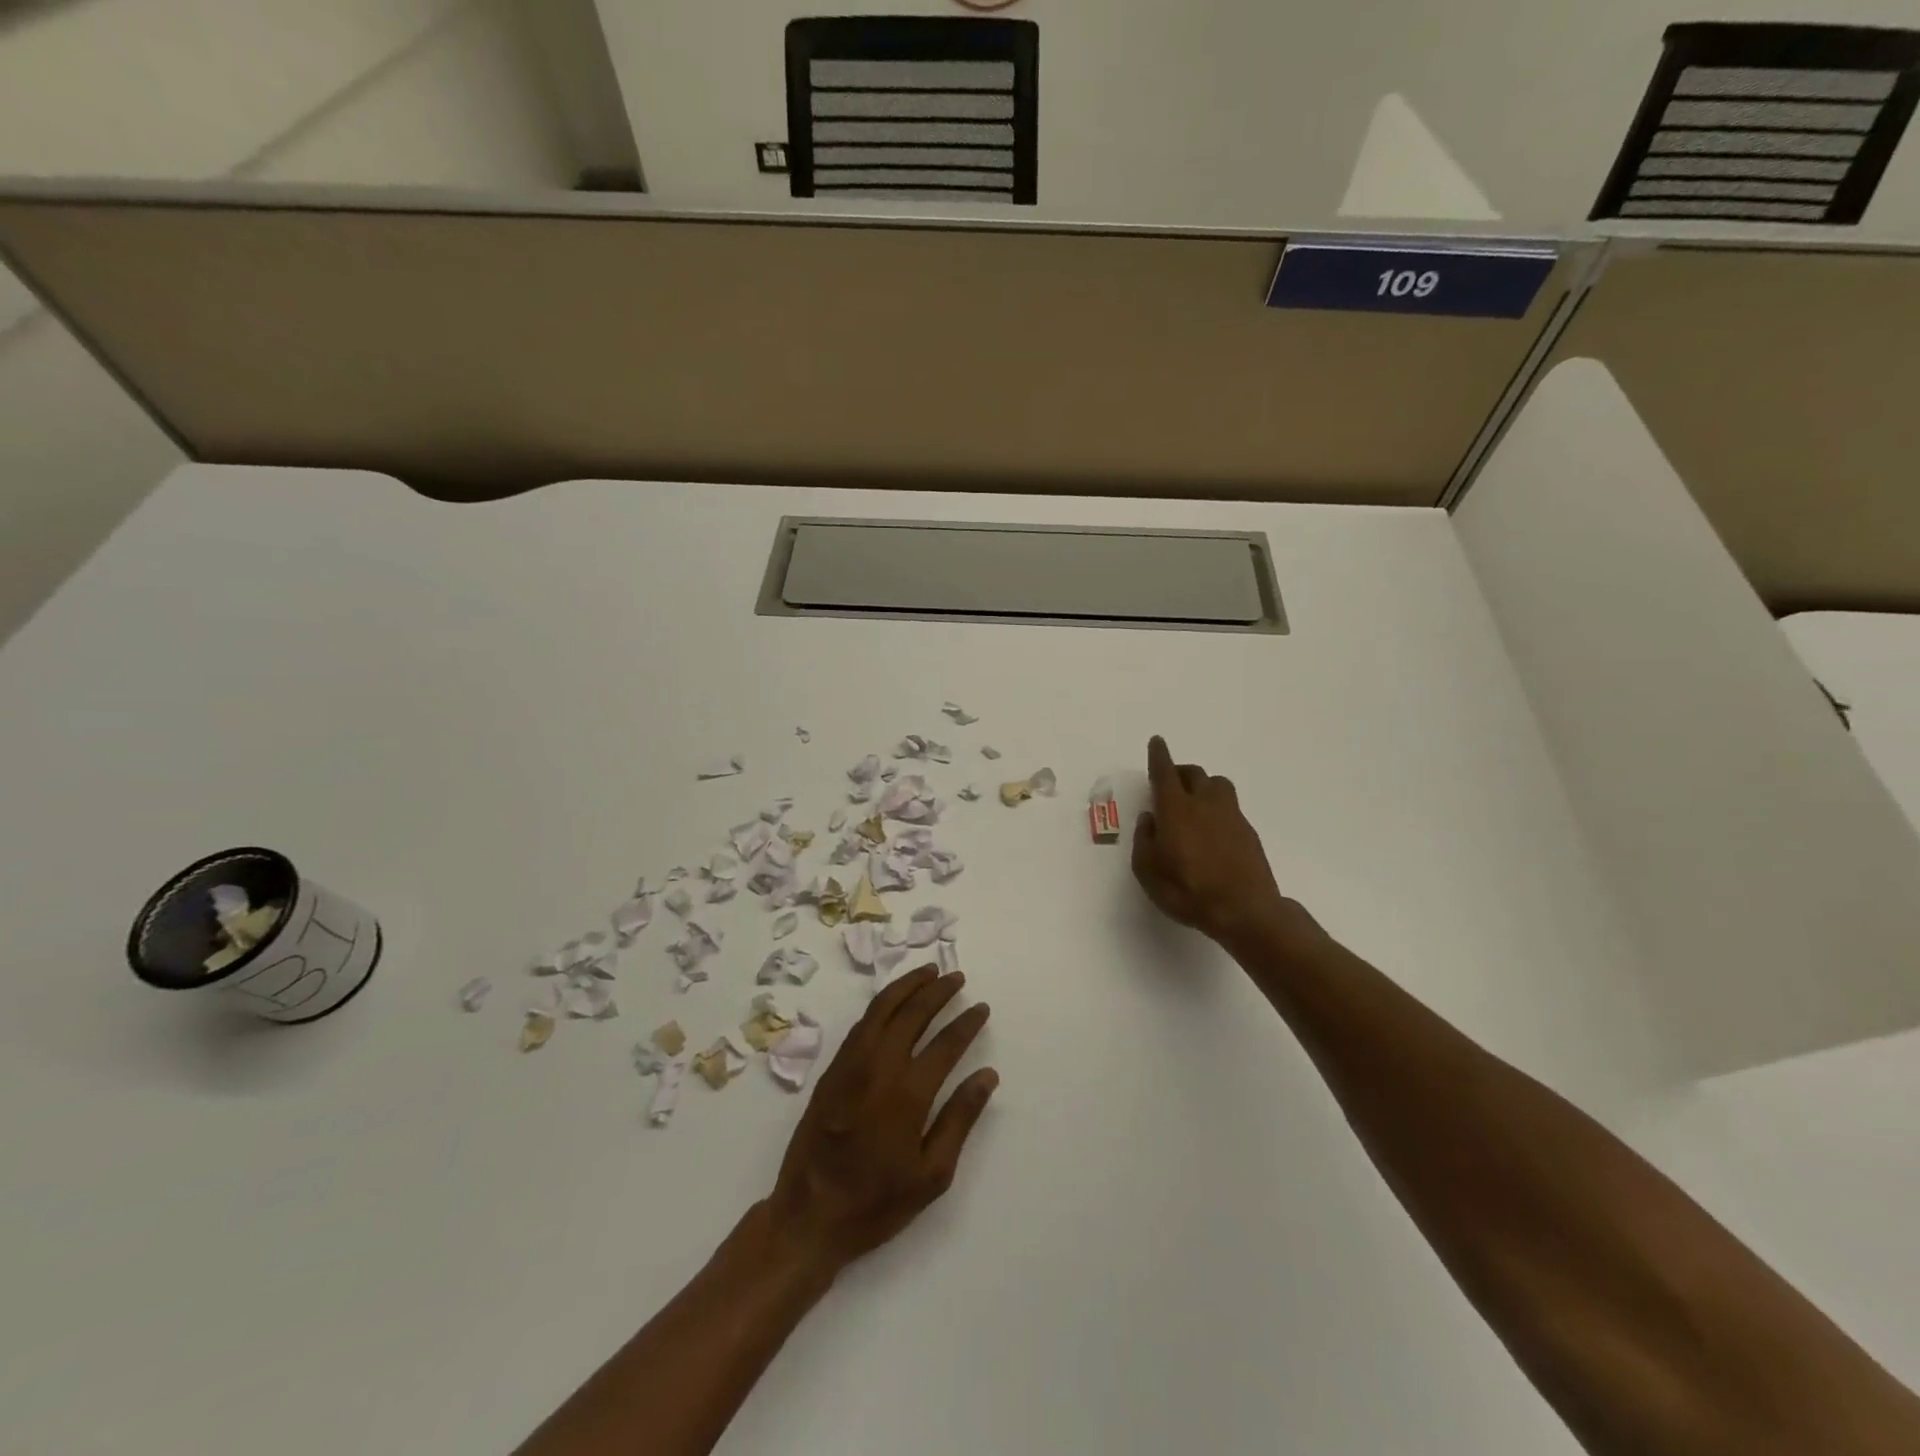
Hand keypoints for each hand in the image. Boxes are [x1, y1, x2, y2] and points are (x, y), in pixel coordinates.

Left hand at [768, 966, 996, 1274]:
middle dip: (938, 990)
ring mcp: (850, 1064)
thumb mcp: (931, 1175)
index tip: (982, 1008)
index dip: (967, 1022)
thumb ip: (960, 1119)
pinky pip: (861, 1023)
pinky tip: (893, 1002)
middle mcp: (878, 1067)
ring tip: (928, 972)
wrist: (809, 1216)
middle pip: (912, 1013)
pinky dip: (881, 1003)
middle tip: (956, 977)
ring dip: (907, 986)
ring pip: (882, 1008)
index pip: (945, 1043)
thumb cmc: (876, 1203)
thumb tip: (987, 1075)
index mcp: (907, 1094)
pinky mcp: (832, 1069)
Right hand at [1133, 735, 1301, 947]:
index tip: (1157, 742)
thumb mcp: (1148, 870)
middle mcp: (1204, 803)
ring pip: (1217, 784)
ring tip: (1194, 802)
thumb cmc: (1187, 890)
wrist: (1244, 910)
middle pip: (1194, 773)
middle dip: (1179, 772)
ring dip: (1203, 785)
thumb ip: (1145, 840)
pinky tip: (1212, 829)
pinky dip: (1217, 808)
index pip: (1165, 772)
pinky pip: (1230, 807)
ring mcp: (1231, 816)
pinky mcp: (1248, 831)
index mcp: (1176, 809)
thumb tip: (1150, 819)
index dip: (1159, 756)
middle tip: (1169, 784)